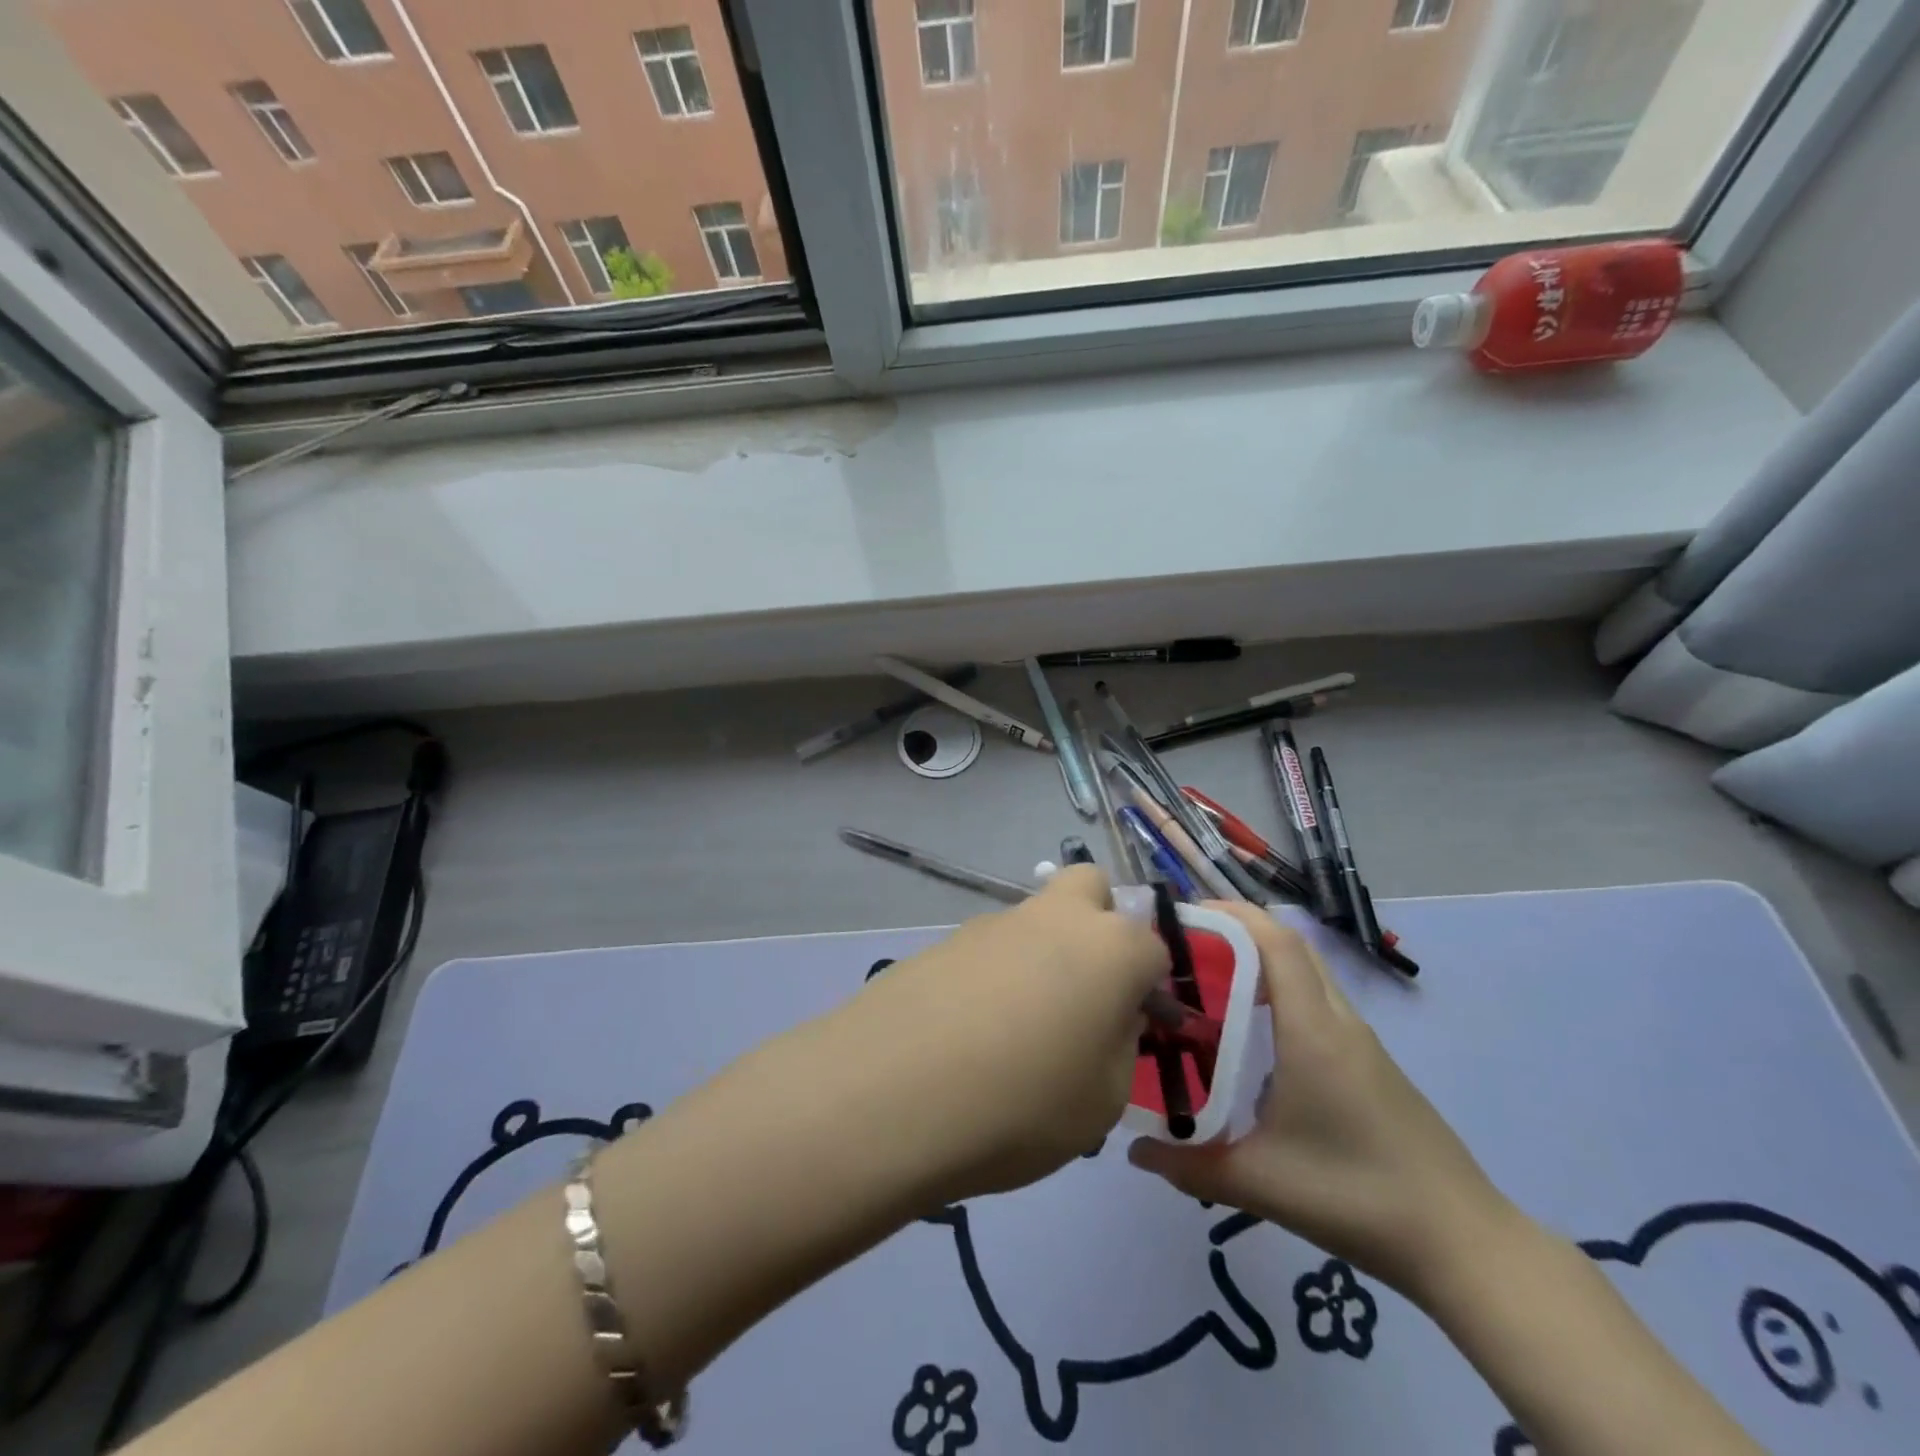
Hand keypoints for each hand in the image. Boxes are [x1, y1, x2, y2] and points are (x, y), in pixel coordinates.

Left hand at [845, 865, 1168, 1204]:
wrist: (893, 1092)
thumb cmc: (1022, 1103)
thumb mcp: (1101, 1101)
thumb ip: (1119, 1047)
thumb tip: (1109, 1018)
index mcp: (1111, 947)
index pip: (1153, 949)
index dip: (1150, 989)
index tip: (1136, 1030)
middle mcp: (1054, 917)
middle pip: (1090, 888)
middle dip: (1099, 925)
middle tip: (1086, 991)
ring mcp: (993, 923)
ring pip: (1035, 918)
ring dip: (1042, 955)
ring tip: (1017, 1032)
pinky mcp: (943, 940)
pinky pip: (988, 949)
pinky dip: (993, 975)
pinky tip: (970, 1032)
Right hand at [1128, 905, 1515, 1301]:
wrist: (1463, 1244)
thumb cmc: (1358, 1197)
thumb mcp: (1261, 1183)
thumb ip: (1190, 1166)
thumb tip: (1134, 1151)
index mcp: (1313, 1031)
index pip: (1276, 942)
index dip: (1231, 915)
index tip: (1183, 916)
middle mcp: (1339, 1022)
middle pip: (1290, 946)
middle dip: (1238, 931)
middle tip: (1184, 948)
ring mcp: (1361, 1043)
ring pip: (1307, 974)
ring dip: (1260, 962)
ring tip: (1208, 985)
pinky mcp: (1371, 1065)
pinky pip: (1318, 1004)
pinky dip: (1281, 994)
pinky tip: (1252, 1037)